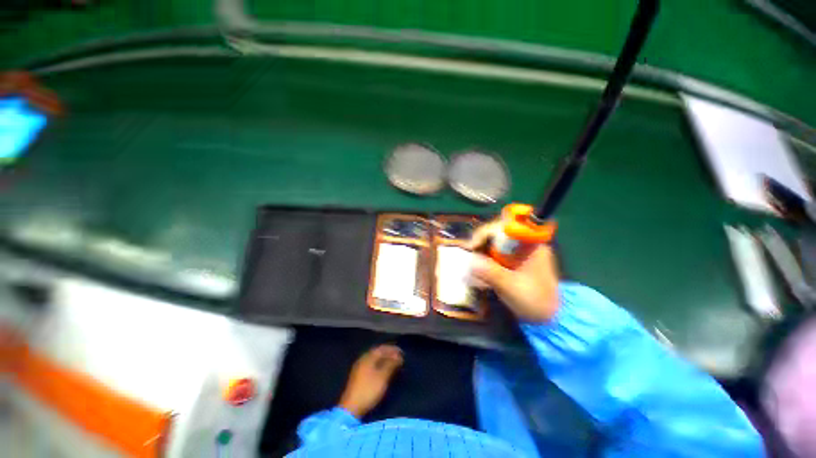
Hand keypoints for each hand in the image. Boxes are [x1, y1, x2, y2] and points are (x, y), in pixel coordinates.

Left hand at [339, 345, 402, 417]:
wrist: (351, 408)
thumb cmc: (369, 390)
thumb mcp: (382, 377)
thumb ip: (391, 364)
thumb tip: (398, 356)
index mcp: (368, 357)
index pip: (382, 348)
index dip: (392, 349)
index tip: (402, 352)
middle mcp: (363, 359)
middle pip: (378, 352)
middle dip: (388, 353)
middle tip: (398, 357)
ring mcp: (359, 367)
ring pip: (374, 359)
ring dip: (384, 359)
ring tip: (393, 363)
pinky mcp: (358, 376)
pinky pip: (371, 365)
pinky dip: (379, 364)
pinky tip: (384, 370)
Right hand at [467, 221, 559, 321]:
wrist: (549, 318)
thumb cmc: (536, 301)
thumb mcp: (513, 287)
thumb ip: (492, 273)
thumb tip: (470, 261)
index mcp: (530, 244)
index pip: (506, 226)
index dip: (487, 232)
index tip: (474, 246)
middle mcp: (523, 244)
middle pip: (497, 233)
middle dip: (481, 243)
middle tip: (471, 257)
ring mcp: (517, 252)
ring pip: (493, 243)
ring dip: (480, 253)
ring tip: (473, 267)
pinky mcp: (511, 261)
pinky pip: (493, 254)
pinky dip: (484, 260)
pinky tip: (479, 272)